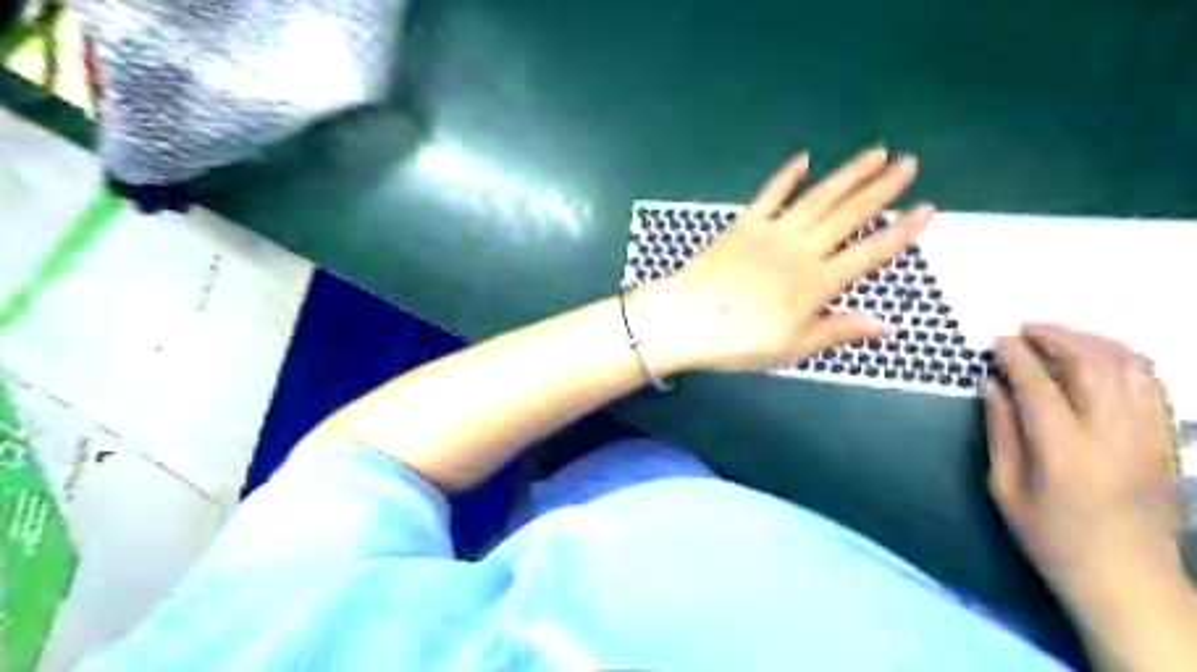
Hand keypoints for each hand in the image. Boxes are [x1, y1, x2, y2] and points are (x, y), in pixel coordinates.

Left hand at [636, 145, 934, 371]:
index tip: (927, 209)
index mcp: (817, 283)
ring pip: (818, 197)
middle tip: (909, 163)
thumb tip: (886, 324)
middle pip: (849, 215)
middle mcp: (801, 250)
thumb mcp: (793, 348)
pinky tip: (804, 158)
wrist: (685, 320)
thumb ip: (838, 331)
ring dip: (848, 174)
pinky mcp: (743, 225)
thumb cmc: (739, 342)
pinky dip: (787, 176)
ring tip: (875, 153)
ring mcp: (771, 233)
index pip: (870, 253)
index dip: (900, 232)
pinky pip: (769, 194)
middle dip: (882, 189)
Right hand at [982, 323, 1186, 615]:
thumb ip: (1000, 431)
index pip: (1040, 386)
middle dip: (1056, 338)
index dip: (1017, 356)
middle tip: (1026, 330)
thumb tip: (992, 385)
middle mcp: (1115, 439)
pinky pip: (1154, 385)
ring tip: (1059, 337)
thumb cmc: (1053, 539)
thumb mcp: (1005, 489)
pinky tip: (1100, 358)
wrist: (1129, 582)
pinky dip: (1125, 361)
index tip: (998, 342)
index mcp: (1065, 455)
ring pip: (1130, 368)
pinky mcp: (1168, 442)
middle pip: (1093, 366)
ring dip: (1092, 342)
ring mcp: (1151, 439)